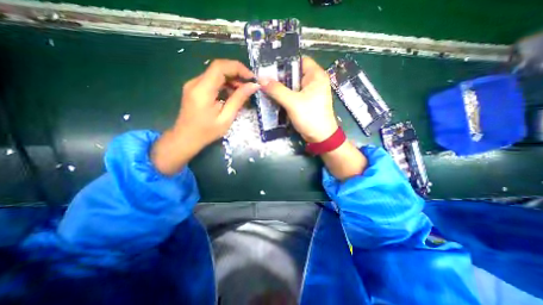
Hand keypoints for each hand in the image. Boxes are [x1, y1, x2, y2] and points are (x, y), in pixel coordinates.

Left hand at [151, 59, 259, 174]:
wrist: (185, 139)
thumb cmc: (206, 132)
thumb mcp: (226, 118)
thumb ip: (239, 99)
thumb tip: (253, 86)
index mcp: (202, 90)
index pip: (220, 67)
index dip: (238, 68)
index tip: (251, 77)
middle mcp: (195, 82)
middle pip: (218, 69)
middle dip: (237, 75)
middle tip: (249, 86)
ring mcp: (193, 84)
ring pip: (216, 74)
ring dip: (231, 80)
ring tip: (243, 93)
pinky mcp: (194, 89)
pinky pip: (212, 81)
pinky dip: (224, 85)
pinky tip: (232, 95)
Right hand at [260, 56, 366, 178]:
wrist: (320, 137)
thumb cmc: (310, 117)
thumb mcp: (293, 102)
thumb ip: (277, 90)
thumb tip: (261, 79)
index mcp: (316, 75)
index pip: (299, 60)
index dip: (284, 62)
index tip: (269, 67)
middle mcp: (313, 81)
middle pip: (294, 73)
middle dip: (279, 76)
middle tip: (264, 79)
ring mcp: (309, 92)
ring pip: (292, 85)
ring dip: (280, 87)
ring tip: (265, 87)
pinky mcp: (305, 101)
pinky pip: (292, 94)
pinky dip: (284, 95)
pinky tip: (273, 97)